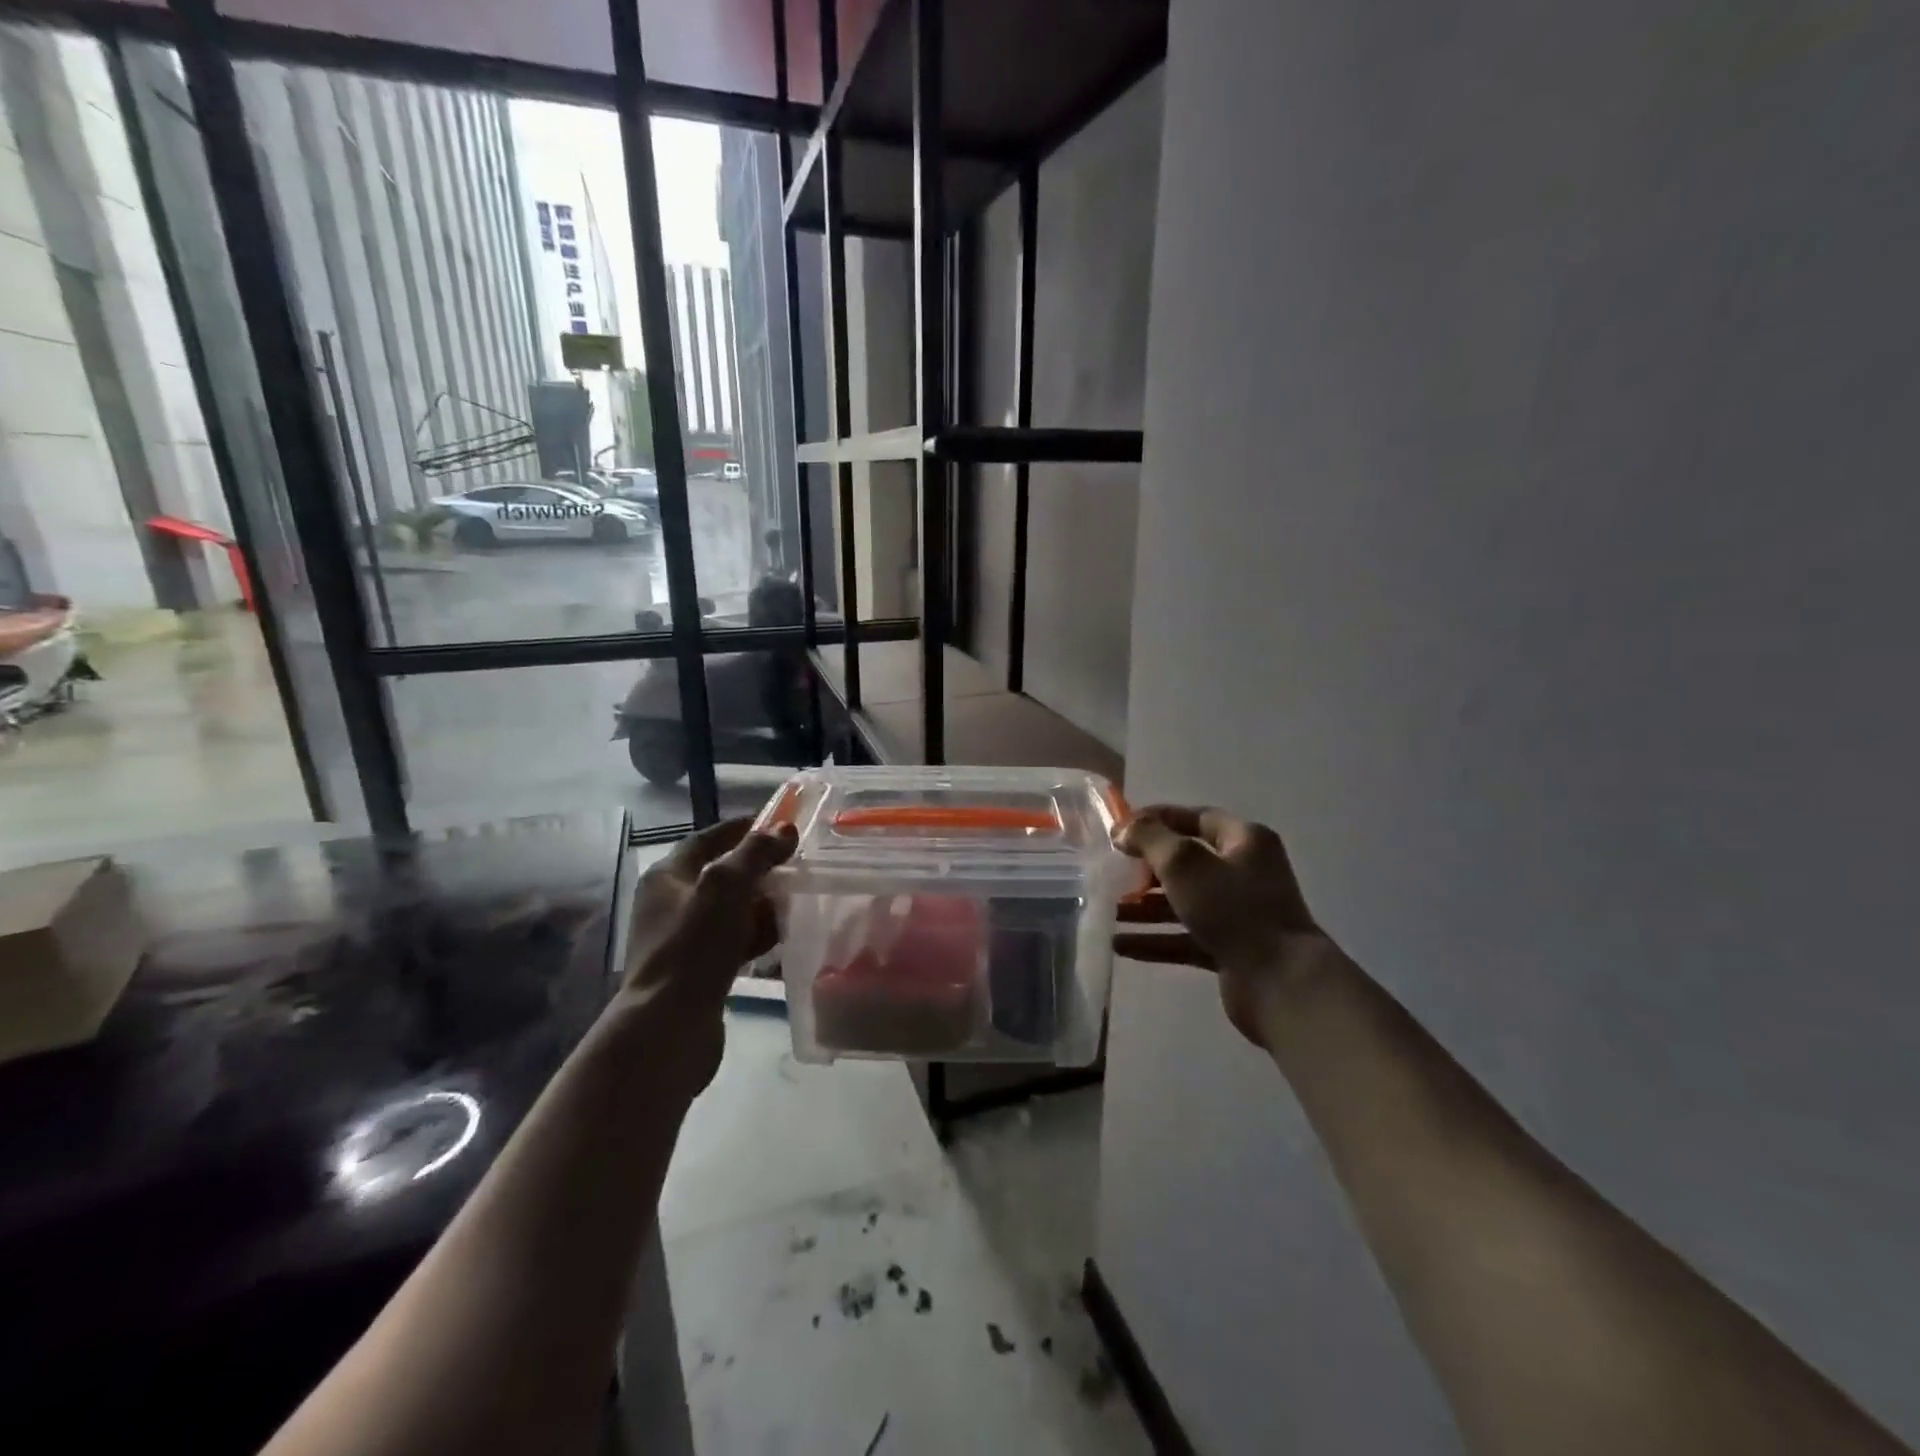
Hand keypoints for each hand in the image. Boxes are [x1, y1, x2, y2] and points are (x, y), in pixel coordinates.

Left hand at [620, 818, 795, 1083]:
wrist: (668, 1028)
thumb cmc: (693, 948)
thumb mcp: (725, 888)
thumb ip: (755, 853)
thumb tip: (784, 829)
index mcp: (667, 877)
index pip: (708, 838)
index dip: (743, 827)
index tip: (780, 822)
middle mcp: (671, 903)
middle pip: (722, 873)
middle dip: (760, 867)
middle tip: (798, 862)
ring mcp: (684, 939)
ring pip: (732, 909)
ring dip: (763, 902)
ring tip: (798, 897)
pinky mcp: (699, 970)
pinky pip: (734, 941)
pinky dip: (757, 933)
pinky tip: (783, 935)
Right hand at [1115, 805, 1338, 1045]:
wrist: (1281, 983)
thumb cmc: (1234, 909)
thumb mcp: (1184, 862)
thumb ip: (1150, 839)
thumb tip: (1124, 830)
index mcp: (1245, 841)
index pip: (1196, 818)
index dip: (1158, 819)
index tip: (1120, 829)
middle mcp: (1244, 873)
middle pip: (1187, 862)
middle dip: (1146, 868)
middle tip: (1110, 872)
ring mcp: (1238, 914)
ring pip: (1182, 902)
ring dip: (1144, 907)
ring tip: (1108, 911)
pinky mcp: (1230, 950)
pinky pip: (1184, 938)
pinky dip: (1155, 940)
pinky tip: (1120, 945)